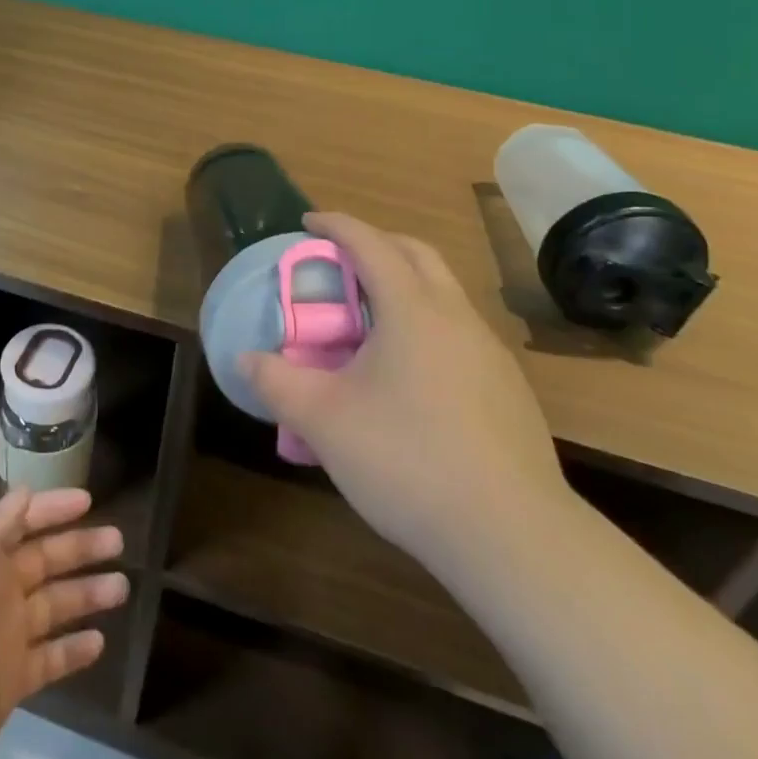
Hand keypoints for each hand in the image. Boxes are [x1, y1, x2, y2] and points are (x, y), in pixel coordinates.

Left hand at [0, 487, 127, 758]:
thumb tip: (24, 491)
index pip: (19, 522)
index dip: (51, 508)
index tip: (88, 500)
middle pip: (43, 561)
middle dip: (80, 547)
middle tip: (118, 541)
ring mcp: (2, 640)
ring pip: (54, 606)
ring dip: (86, 594)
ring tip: (122, 588)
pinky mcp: (9, 685)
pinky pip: (51, 659)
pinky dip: (74, 649)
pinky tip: (99, 643)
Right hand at [241, 212, 569, 570]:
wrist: (511, 536)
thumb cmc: (407, 461)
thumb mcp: (324, 421)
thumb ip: (277, 383)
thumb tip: (246, 360)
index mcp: (412, 309)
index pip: (370, 243)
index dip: (336, 225)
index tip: (308, 222)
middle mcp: (456, 316)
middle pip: (417, 254)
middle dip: (377, 244)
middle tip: (341, 262)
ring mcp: (490, 352)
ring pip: (445, 293)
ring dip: (407, 285)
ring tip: (371, 321)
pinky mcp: (509, 389)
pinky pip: (460, 333)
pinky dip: (429, 326)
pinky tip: (412, 377)